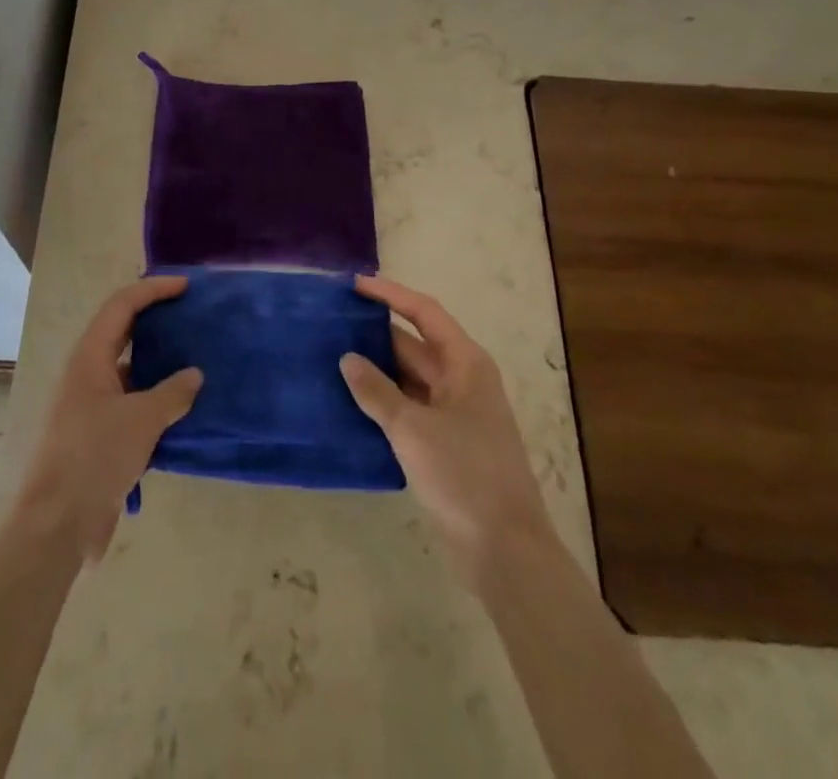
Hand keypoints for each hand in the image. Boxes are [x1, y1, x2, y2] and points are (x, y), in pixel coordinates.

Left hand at [5, 275, 203, 564]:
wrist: (56, 525)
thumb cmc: (94, 458)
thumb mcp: (141, 420)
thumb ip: (172, 393)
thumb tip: (194, 375)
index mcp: (89, 356)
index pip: (122, 305)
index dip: (153, 289)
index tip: (186, 287)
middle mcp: (87, 373)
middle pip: (122, 331)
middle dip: (155, 319)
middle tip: (191, 315)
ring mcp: (90, 404)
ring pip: (129, 369)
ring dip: (158, 362)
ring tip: (195, 358)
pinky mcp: (98, 435)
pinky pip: (131, 402)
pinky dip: (155, 398)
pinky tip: (183, 408)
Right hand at [340, 275, 554, 589]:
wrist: (506, 551)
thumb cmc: (465, 475)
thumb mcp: (413, 429)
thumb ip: (376, 391)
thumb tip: (347, 359)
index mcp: (465, 363)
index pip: (424, 313)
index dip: (390, 295)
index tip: (354, 286)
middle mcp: (462, 380)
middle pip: (414, 344)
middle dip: (375, 335)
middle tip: (331, 326)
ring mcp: (454, 413)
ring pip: (409, 378)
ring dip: (376, 370)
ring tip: (331, 358)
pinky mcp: (445, 443)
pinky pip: (408, 408)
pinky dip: (382, 402)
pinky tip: (350, 403)